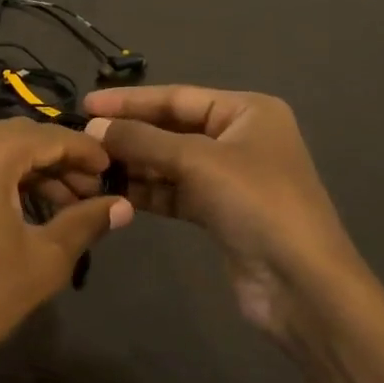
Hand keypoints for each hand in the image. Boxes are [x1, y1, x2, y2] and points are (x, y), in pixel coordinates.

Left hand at [0, 119, 133, 382]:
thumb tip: (123, 205)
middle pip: (20, 138)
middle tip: (91, 193)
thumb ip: (86, 222)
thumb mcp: (44, 259)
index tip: (113, 171)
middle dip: (59, 161)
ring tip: (63, 207)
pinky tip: (20, 209)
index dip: (86, 152)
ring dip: (30, 171)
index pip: (49, 136)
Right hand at [83, 85, 383, 382]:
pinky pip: (174, 191)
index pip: (177, 97)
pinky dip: (147, 190)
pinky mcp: (218, 212)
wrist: (301, 285)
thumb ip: (143, 141)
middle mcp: (239, 138)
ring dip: (133, 164)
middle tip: (82, 138)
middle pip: (171, 128)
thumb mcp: (198, 162)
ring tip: (89, 166)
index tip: (87, 103)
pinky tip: (113, 191)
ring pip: (169, 162)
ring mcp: (229, 177)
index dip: (130, 100)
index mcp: (247, 111)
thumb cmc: (257, 204)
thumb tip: (93, 129)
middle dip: (129, 134)